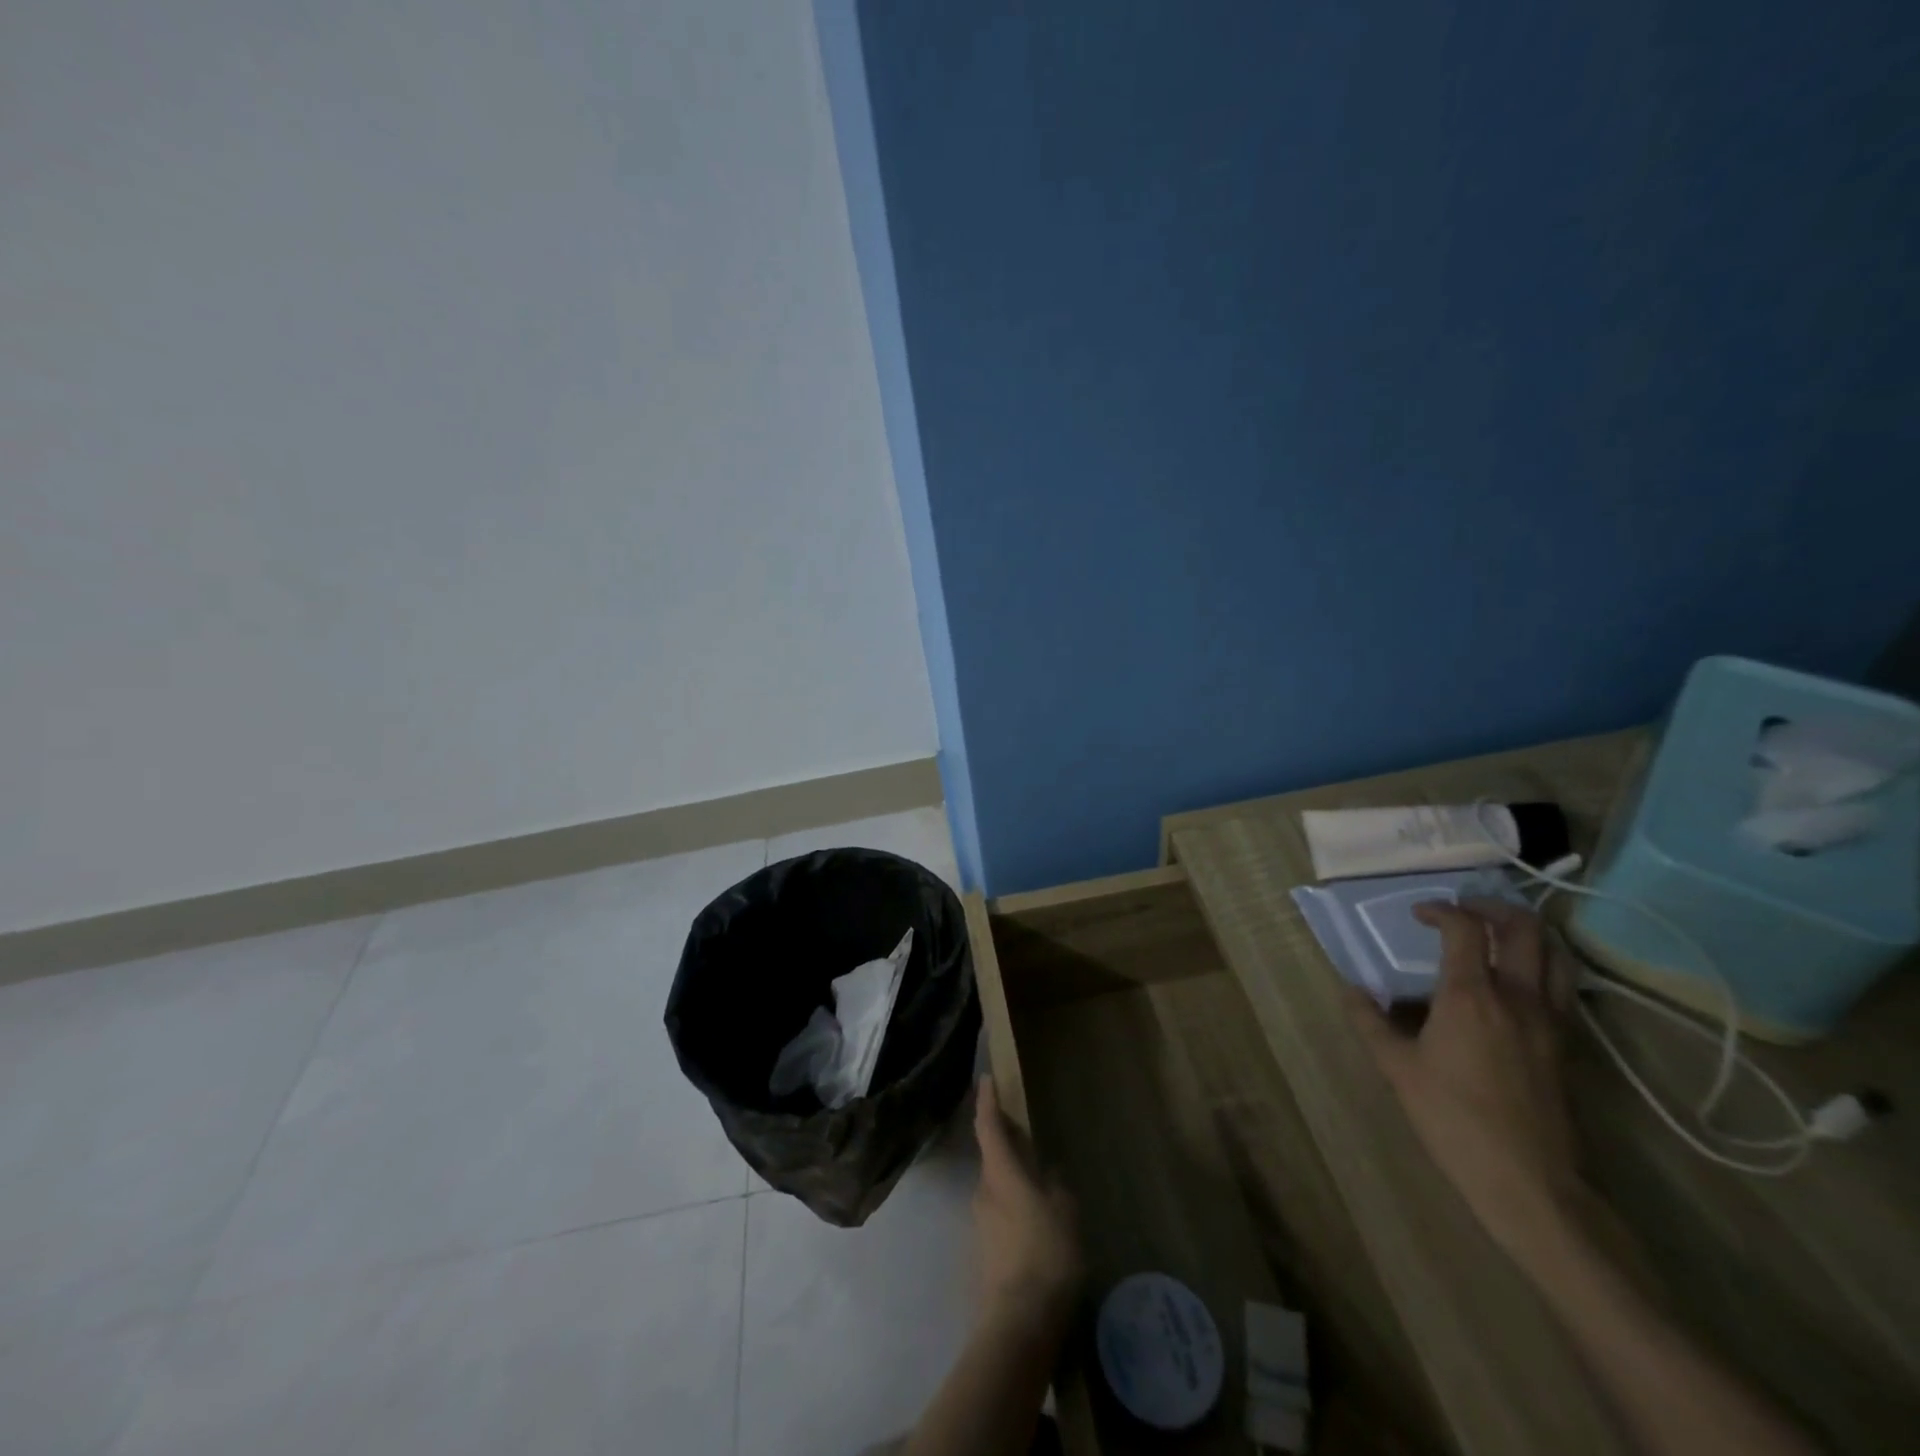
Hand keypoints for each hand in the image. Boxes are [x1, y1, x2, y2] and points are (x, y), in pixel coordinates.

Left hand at [972, 1077, 1081, 1328]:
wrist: (1019, 1322)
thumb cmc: (1046, 1254)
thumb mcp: (1064, 1212)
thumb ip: (1055, 1185)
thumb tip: (1046, 1174)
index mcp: (1000, 1172)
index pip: (988, 1126)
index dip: (988, 1101)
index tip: (986, 1079)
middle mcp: (983, 1190)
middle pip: (992, 1158)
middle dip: (1007, 1147)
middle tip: (1029, 1141)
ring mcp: (980, 1222)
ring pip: (996, 1189)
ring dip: (1013, 1183)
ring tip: (1040, 1191)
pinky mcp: (983, 1250)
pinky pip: (999, 1216)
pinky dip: (1014, 1211)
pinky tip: (1036, 1228)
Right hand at [1347, 899, 1582, 1261]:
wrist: (1529, 1182)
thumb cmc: (1453, 1119)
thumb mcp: (1397, 1069)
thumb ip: (1370, 1023)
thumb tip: (1351, 991)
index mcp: (1471, 996)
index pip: (1464, 929)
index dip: (1441, 911)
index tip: (1420, 915)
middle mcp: (1517, 997)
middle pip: (1522, 928)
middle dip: (1491, 908)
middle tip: (1464, 910)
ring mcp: (1550, 1021)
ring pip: (1555, 954)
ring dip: (1527, 932)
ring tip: (1497, 935)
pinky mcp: (1567, 1045)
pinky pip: (1563, 987)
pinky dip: (1544, 966)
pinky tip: (1518, 983)